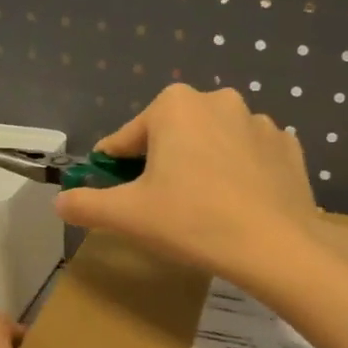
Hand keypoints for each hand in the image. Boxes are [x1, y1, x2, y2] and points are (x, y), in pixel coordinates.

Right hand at [55, 84, 323, 287]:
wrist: (275, 247)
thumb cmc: (191, 221)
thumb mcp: (126, 216)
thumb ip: (85, 205)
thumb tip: (60, 203)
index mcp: (174, 105)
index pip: (126, 140)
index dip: (114, 171)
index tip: (116, 197)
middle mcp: (217, 100)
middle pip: (170, 137)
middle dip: (161, 167)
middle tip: (162, 209)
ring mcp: (259, 122)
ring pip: (211, 145)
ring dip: (200, 168)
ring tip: (202, 211)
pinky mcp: (287, 147)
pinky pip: (248, 158)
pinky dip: (237, 175)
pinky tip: (237, 206)